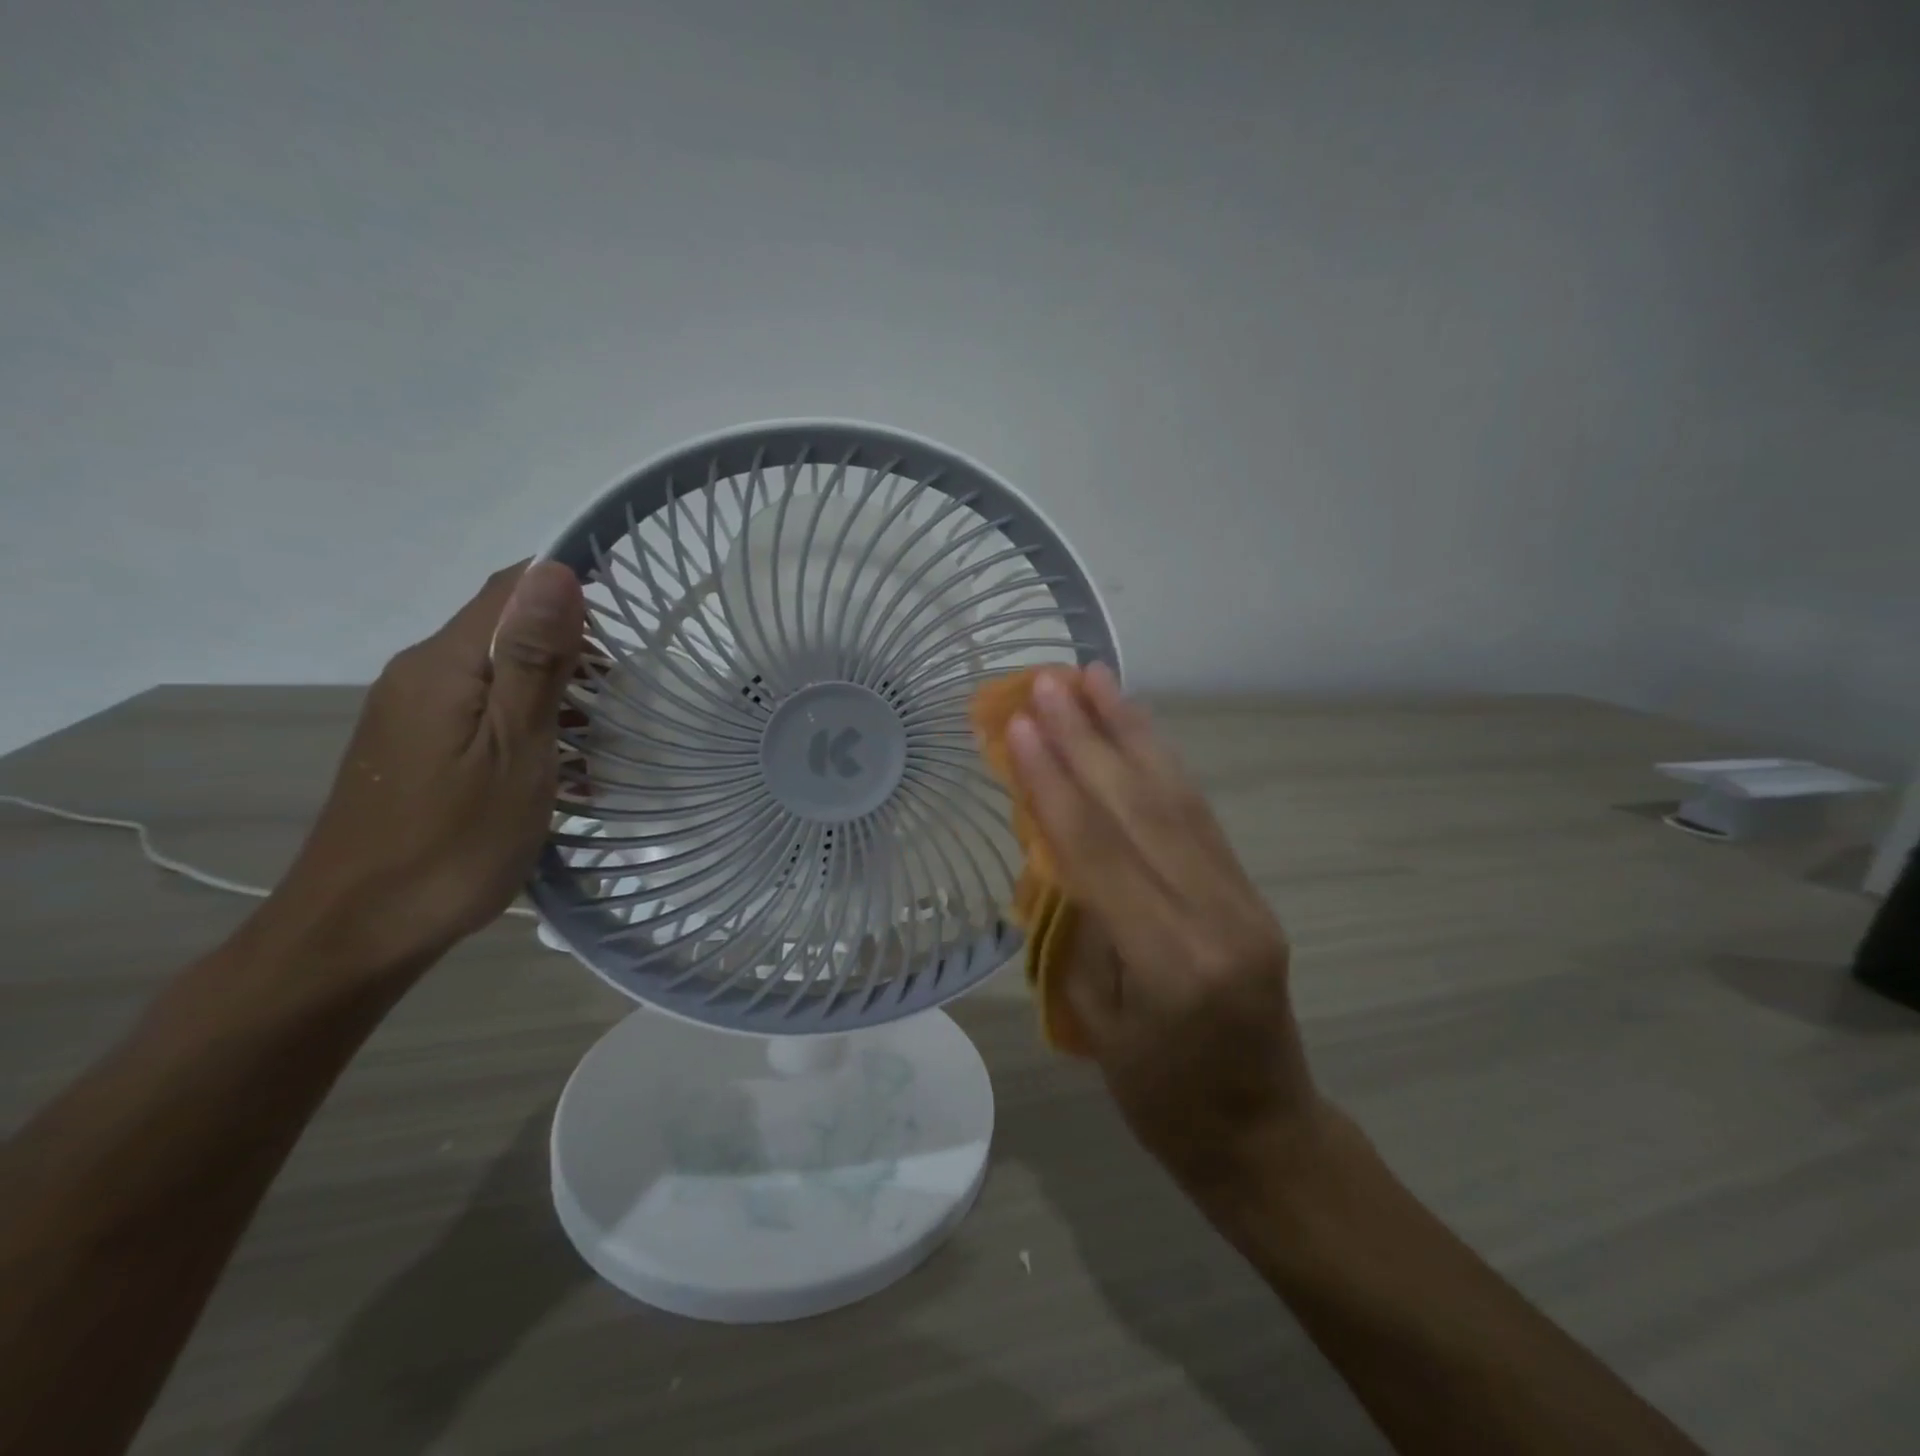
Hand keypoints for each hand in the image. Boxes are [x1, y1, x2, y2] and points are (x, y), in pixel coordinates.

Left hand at [256, 561, 584, 977]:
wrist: (358, 932)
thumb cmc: (452, 841)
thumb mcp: (513, 748)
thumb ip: (533, 658)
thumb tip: (554, 570)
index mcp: (442, 664)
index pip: (511, 586)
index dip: (571, 588)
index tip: (629, 627)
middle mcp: (419, 674)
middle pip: (504, 627)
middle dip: (572, 648)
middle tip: (623, 697)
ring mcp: (412, 714)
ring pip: (496, 672)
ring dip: (554, 690)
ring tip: (601, 737)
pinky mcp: (416, 749)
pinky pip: (481, 711)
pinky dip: (528, 722)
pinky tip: (558, 766)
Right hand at [1007, 665, 1323, 1192]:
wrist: (1263, 1135)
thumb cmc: (1161, 1100)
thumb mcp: (1094, 1022)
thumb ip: (1074, 926)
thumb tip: (1049, 845)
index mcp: (1167, 962)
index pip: (1098, 851)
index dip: (1055, 782)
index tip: (1022, 725)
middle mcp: (1213, 915)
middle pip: (1140, 808)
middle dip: (1088, 737)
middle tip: (1049, 680)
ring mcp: (1241, 898)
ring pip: (1176, 798)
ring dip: (1130, 731)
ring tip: (1094, 678)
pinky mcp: (1249, 891)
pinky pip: (1198, 816)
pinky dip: (1162, 763)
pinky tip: (1136, 729)